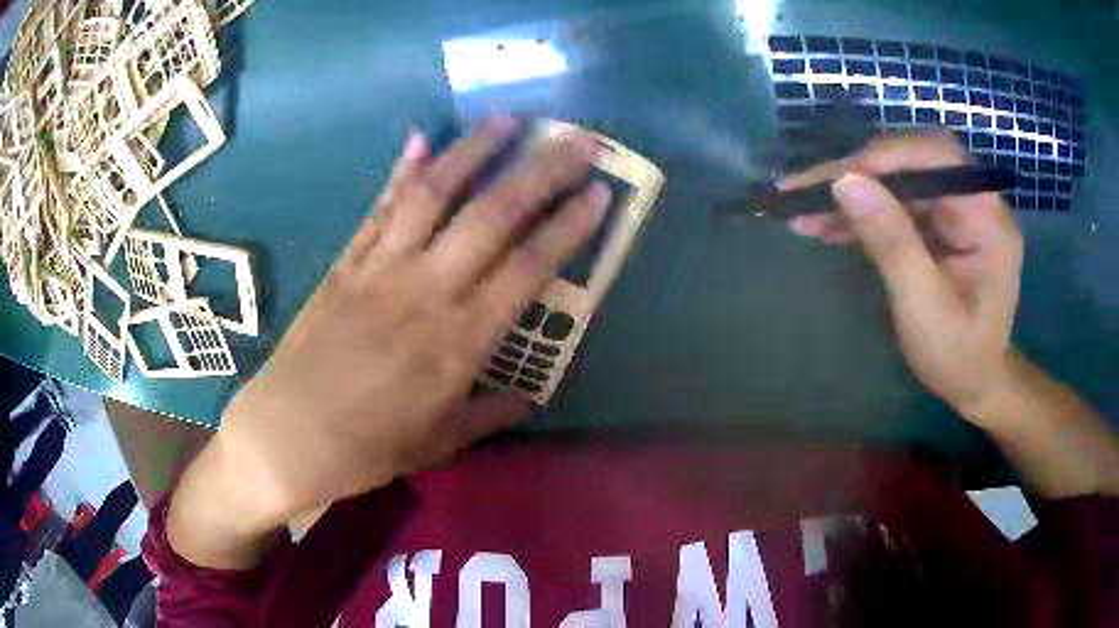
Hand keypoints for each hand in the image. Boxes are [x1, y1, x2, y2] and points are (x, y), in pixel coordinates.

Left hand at [213, 116, 610, 528]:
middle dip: (541, 172)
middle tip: (577, 141)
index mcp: (458, 343)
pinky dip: (402, 172)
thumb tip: (529, 398)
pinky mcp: (345, 263)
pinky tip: (421, 138)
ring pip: (433, 196)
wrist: (286, 436)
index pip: (527, 269)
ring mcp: (380, 269)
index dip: (567, 227)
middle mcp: (425, 291)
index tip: (599, 194)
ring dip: (474, 151)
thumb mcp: (437, 444)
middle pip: (491, 217)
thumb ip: (487, 415)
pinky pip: (379, 209)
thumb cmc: (365, 449)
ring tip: (508, 120)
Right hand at [781, 133, 1023, 423]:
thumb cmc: (957, 357)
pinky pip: (897, 198)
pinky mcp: (941, 219)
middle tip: (809, 190)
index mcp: (989, 219)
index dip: (885, 159)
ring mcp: (958, 207)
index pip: (937, 159)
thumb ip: (892, 244)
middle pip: (914, 159)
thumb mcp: (924, 309)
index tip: (834, 179)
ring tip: (805, 209)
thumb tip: (845, 183)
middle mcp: (977, 200)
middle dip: (861, 171)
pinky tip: (830, 222)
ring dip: (854, 190)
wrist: (974, 382)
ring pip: (900, 176)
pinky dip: (862, 208)